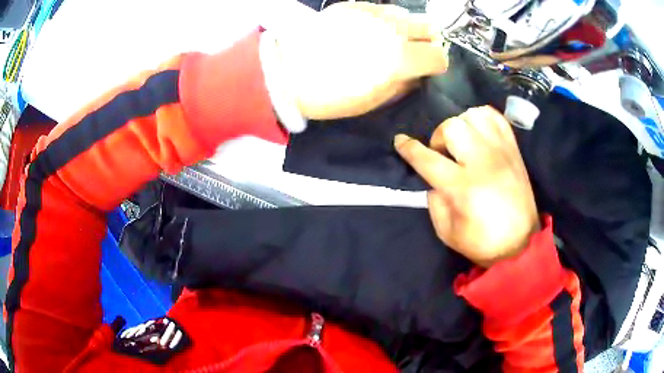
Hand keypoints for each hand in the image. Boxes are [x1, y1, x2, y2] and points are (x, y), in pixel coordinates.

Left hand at [269, 2, 448, 119]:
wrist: (285, 71)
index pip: (438, 56)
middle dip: (428, 41)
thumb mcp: (373, 101)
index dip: (435, 65)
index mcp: (400, 59)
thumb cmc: (329, 95)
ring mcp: (373, 13)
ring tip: (389, 40)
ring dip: (407, 28)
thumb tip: (417, 75)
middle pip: (430, 27)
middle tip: (413, 52)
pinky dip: (386, 19)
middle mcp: (392, 30)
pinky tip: (370, 30)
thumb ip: (403, 85)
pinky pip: (383, 8)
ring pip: (408, 14)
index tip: (425, 70)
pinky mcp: (354, 6)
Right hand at [394, 106, 539, 267]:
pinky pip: (496, 117)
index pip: (428, 159)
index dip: (409, 148)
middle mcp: (483, 162)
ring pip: (474, 116)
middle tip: (443, 154)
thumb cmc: (482, 243)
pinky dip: (482, 118)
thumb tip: (432, 178)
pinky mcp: (514, 150)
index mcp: (463, 187)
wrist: (521, 244)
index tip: (400, 141)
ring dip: (461, 125)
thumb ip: (434, 201)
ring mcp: (501, 152)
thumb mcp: (447, 232)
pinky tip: (478, 132)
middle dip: (439, 137)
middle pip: (452, 127)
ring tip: (462, 142)